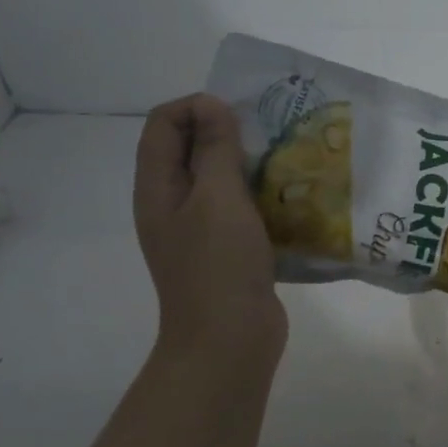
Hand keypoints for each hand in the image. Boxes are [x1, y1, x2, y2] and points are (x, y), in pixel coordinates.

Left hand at [134, 95, 284, 359]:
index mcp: (157, 187)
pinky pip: (239, 206)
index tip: (239, 114)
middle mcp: (171, 203)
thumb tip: (211, 105)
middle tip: (270, 132)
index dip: (196, 107)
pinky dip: (259, 193)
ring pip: (218, 178)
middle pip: (189, 148)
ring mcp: (198, 228)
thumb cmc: (219, 265)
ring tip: (285, 159)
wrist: (229, 341)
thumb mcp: (218, 198)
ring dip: (248, 163)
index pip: (163, 123)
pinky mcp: (226, 248)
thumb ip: (214, 149)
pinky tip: (290, 196)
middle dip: (226, 131)